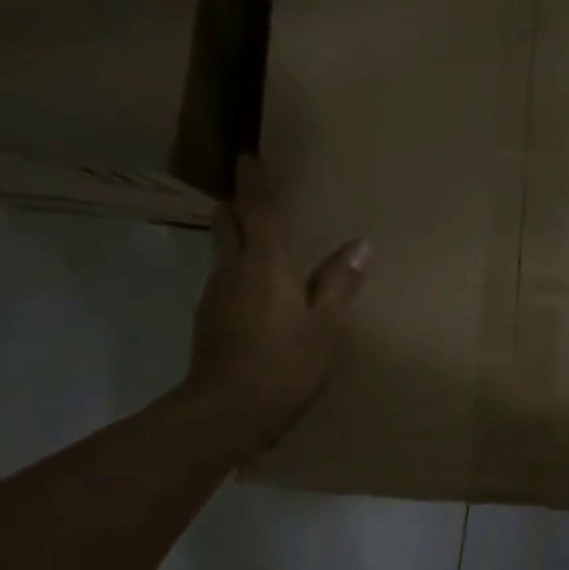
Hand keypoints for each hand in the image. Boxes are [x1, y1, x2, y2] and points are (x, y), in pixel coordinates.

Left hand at [190, 155, 370, 450]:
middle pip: (227, 223)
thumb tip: (361, 244)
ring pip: (223, 254)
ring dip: (238, 242)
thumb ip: (340, 282)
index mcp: (266, 263)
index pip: (257, 209)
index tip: (248, 157)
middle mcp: (232, 270)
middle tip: (254, 198)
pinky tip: (257, 297)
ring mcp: (214, 296)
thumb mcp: (326, 325)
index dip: (253, 181)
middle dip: (237, 206)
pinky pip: (224, 284)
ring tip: (263, 248)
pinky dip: (238, 276)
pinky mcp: (207, 322)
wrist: (227, 412)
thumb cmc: (285, 363)